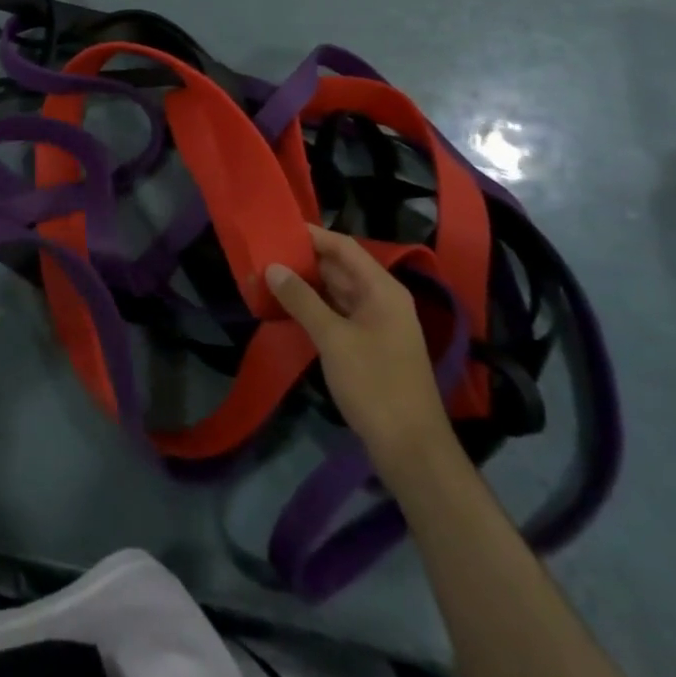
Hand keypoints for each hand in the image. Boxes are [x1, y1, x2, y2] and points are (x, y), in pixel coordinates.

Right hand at [266, 226, 455, 480]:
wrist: (411, 448)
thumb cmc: (375, 385)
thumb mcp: (333, 339)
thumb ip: (302, 300)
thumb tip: (273, 266)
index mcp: (382, 289)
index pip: (344, 247)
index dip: (312, 235)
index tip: (277, 227)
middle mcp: (383, 300)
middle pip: (340, 268)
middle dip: (304, 260)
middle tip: (264, 252)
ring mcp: (377, 325)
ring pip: (337, 292)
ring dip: (307, 285)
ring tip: (269, 276)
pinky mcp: (369, 347)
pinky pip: (338, 315)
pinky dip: (315, 308)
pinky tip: (288, 309)